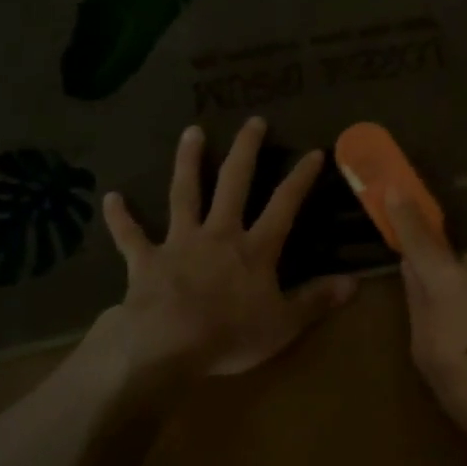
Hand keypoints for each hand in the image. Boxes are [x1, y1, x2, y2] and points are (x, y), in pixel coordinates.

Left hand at [79, 118, 356, 393]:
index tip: (313, 151)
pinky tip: (111, 198)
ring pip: (184, 194)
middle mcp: (219, 234)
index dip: (300, 178)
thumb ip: (317, 300)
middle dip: (246, 151)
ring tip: (191, 132)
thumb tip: (355, 283)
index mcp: (255, 249)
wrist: (168, 344)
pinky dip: (120, 218)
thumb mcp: (284, 324)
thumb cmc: (231, 334)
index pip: (284, 204)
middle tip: (253, 121)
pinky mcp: (146, 259)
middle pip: (234, 183)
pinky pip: (131, 236)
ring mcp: (180, 243)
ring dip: (188, 162)